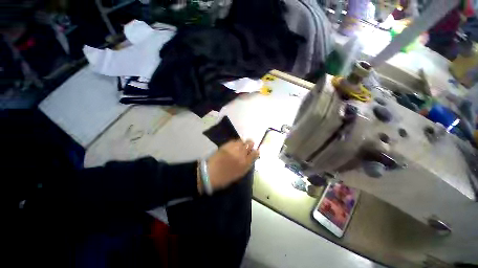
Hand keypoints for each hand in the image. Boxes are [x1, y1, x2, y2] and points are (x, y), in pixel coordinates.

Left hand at [206, 139, 258, 190]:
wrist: (210, 173)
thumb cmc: (225, 177)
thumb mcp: (239, 174)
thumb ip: (247, 165)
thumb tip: (250, 158)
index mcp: (245, 163)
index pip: (255, 153)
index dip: (256, 152)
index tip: (254, 152)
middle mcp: (241, 154)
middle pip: (250, 144)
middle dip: (250, 145)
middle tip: (248, 147)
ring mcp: (233, 148)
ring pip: (242, 141)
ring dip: (243, 143)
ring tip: (240, 146)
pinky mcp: (226, 145)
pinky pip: (234, 141)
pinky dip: (236, 143)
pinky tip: (234, 146)